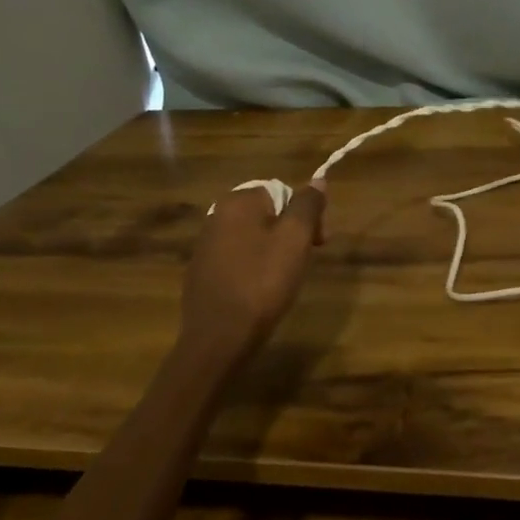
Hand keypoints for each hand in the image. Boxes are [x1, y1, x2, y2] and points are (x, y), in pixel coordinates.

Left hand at [180, 182, 326, 354]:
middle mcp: (216, 216)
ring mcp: (205, 245)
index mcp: (238, 202)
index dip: (307, 215)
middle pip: (267, 213)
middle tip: (304, 261)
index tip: (318, 243)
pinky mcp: (201, 272)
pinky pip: (237, 257)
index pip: (283, 192)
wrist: (219, 338)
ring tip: (284, 278)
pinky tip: (260, 290)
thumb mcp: (295, 240)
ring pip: (252, 236)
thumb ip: (307, 206)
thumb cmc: (262, 283)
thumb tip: (317, 180)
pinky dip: (253, 266)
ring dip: (273, 250)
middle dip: (290, 232)